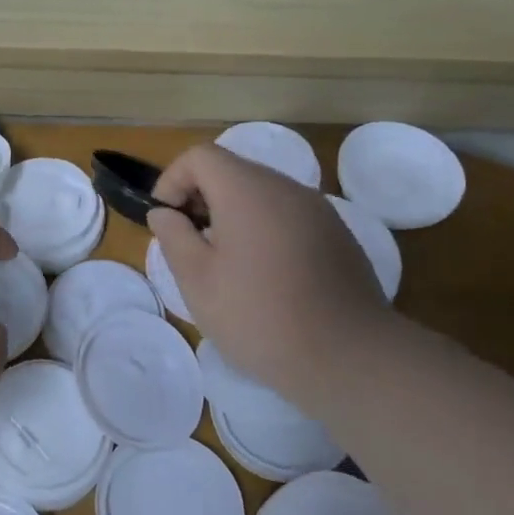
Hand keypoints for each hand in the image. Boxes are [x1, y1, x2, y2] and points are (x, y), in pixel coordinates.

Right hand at [148, 143, 401, 399]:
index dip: (172, 181)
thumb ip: (174, 236)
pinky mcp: (337, 235)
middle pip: (232, 170)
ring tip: (225, 263)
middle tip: (190, 245)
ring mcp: (318, 210)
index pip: (200, 156)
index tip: (166, 222)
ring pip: (262, 194)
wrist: (349, 358)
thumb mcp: (198, 280)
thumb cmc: (259, 316)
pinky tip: (265, 276)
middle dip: (201, 198)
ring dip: (233, 215)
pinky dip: (265, 230)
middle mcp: (286, 188)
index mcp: (248, 190)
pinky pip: (288, 216)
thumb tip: (165, 213)